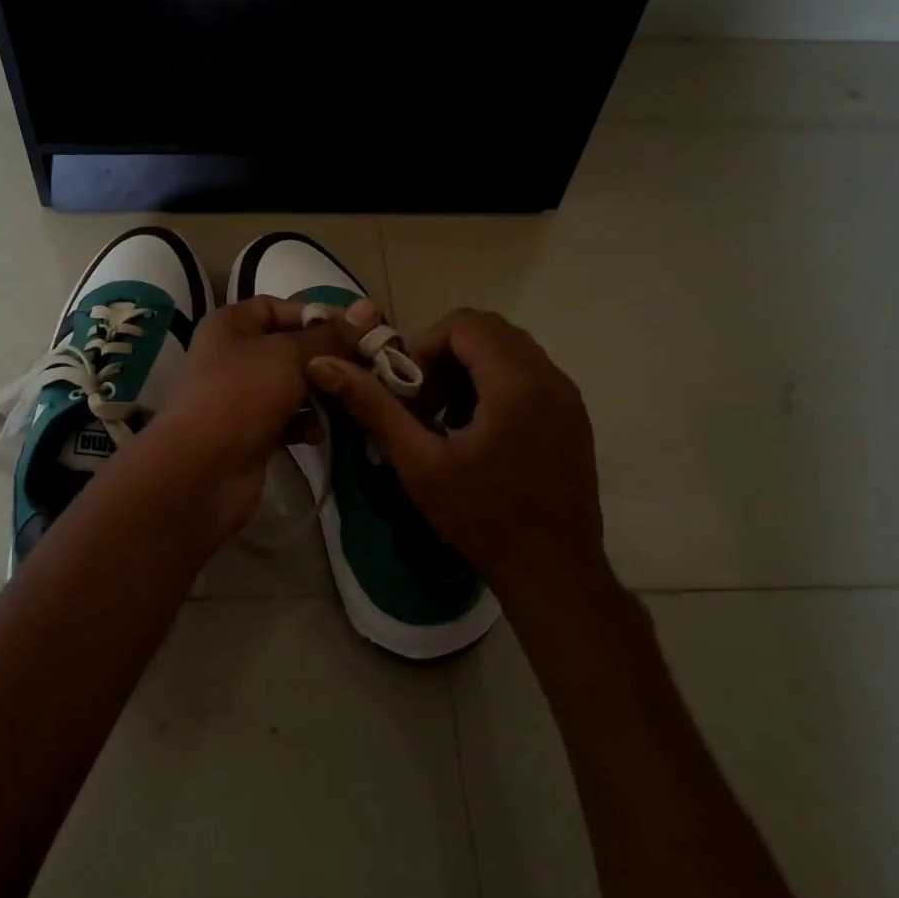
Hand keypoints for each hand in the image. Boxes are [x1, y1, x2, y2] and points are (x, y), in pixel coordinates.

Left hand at [148, 297, 366, 535]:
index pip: (278, 307)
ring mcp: (240, 397)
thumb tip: (368, 308)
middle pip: (288, 348)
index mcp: (231, 325)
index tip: (358, 329)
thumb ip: (329, 335)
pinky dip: (304, 424)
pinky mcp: (250, 433)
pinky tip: (320, 434)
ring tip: (351, 399)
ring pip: (291, 386)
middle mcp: (232, 356)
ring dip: (320, 393)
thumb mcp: (289, 355)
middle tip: (367, 366)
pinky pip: (286, 420)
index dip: (316, 315)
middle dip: (326, 358)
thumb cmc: (242, 395)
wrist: (201, 472)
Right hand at [306, 308, 611, 602]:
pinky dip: (498, 385)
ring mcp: (568, 397)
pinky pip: (532, 375)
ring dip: (473, 369)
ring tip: (450, 419)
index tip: (412, 391)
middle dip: (448, 356)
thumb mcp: (419, 464)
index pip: (465, 324)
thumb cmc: (483, 518)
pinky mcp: (575, 417)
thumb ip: (373, 407)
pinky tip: (481, 433)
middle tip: (426, 402)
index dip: (427, 346)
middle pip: (490, 331)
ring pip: (512, 351)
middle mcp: (549, 377)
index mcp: (514, 382)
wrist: (554, 573)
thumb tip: (323, 365)